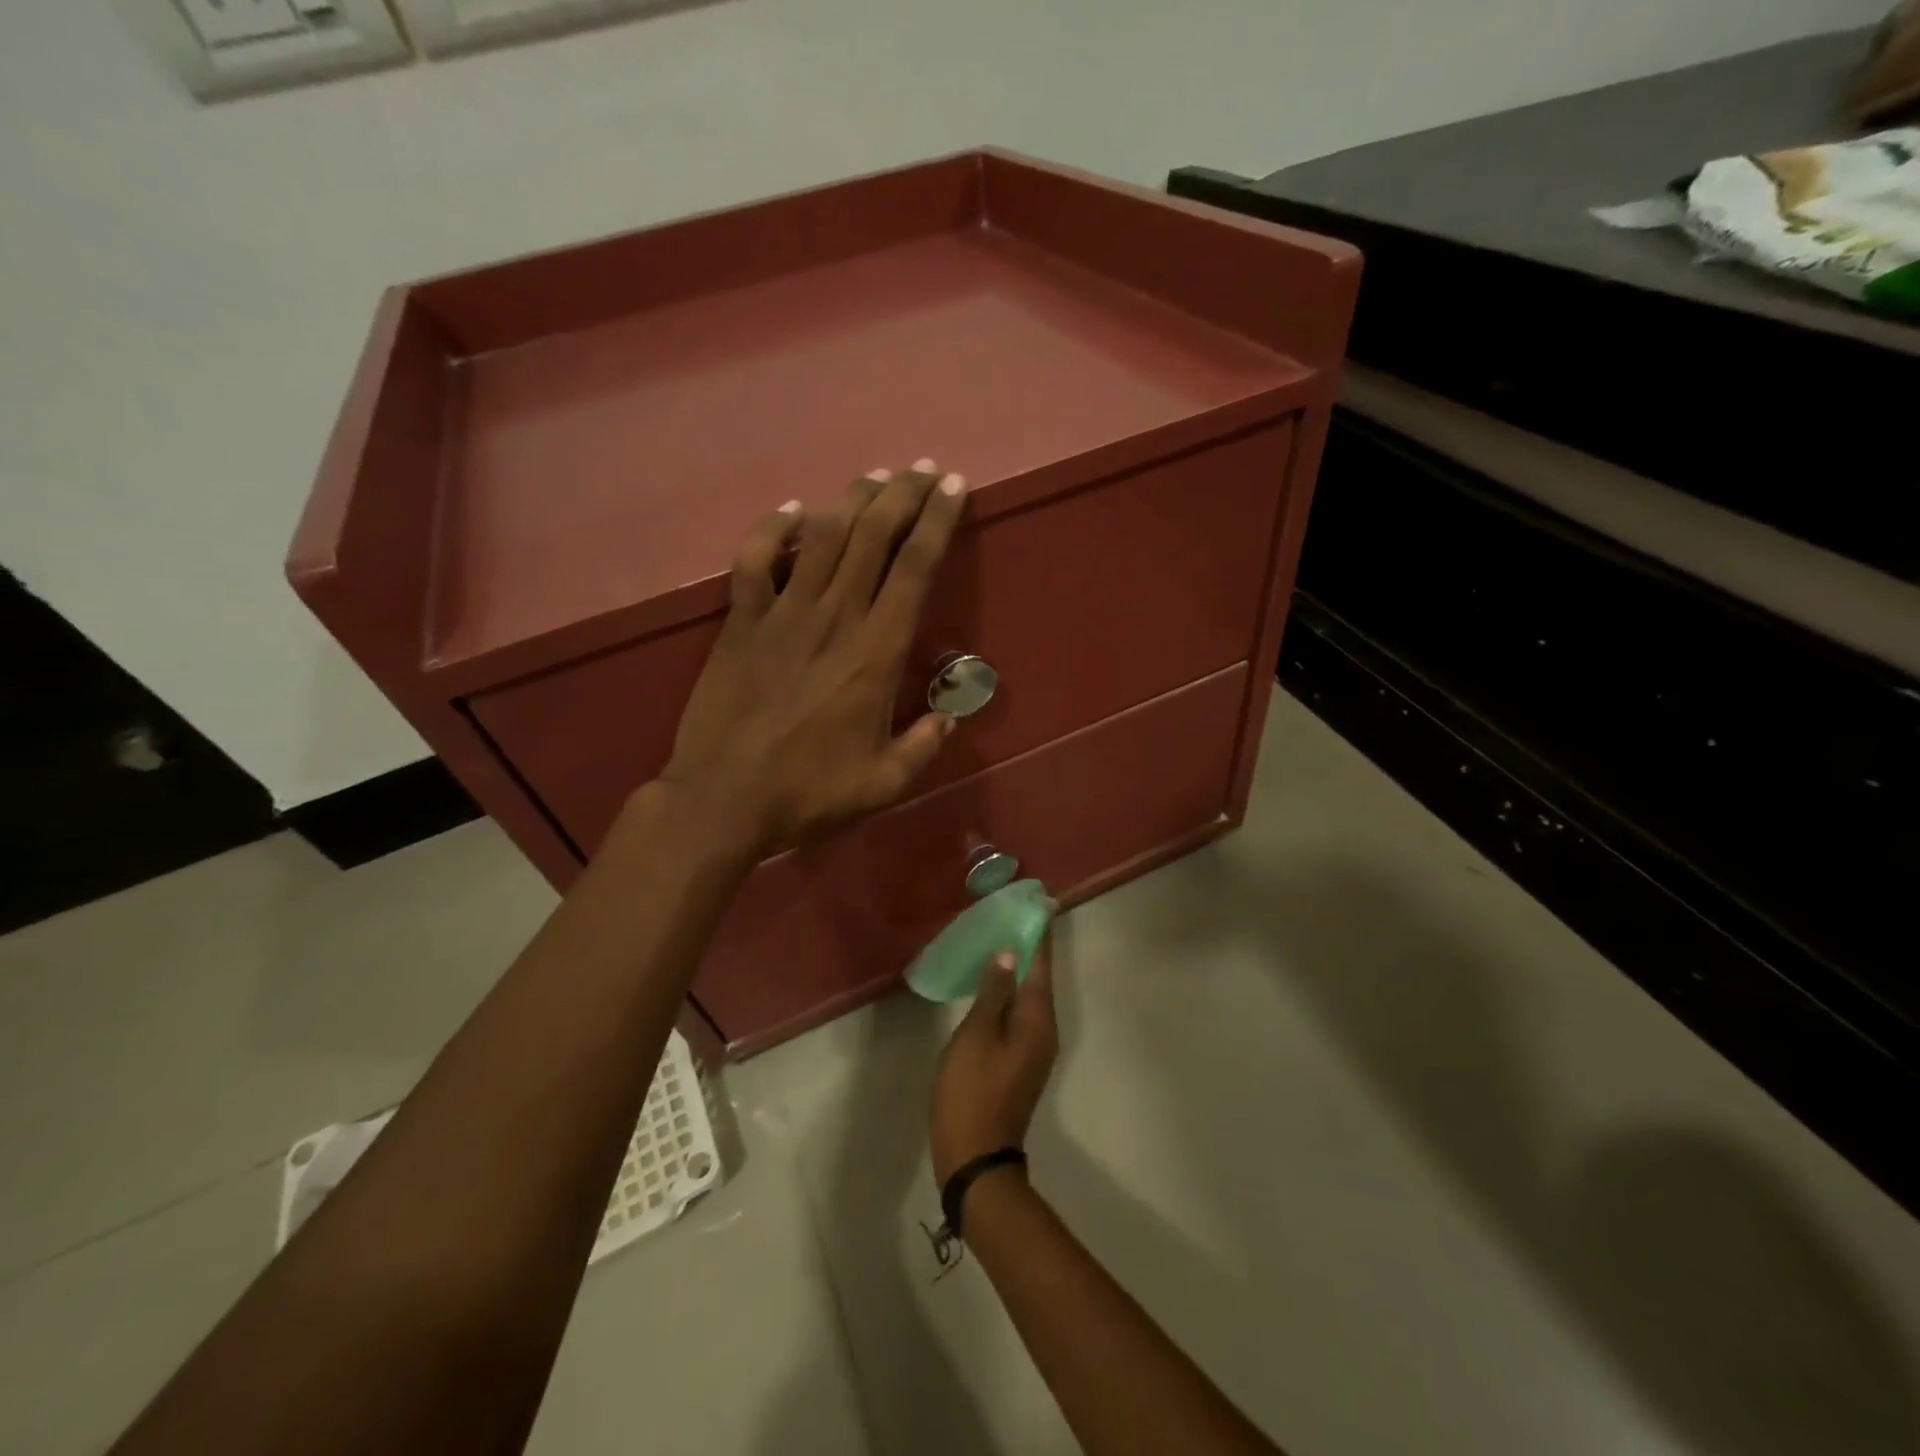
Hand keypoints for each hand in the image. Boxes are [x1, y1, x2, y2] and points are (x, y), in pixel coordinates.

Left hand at [658, 460, 967, 854]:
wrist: (724, 800)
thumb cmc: (810, 793)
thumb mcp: (885, 783)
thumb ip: (924, 746)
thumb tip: (948, 717)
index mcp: (876, 653)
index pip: (915, 569)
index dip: (937, 522)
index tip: (953, 487)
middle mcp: (834, 618)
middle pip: (872, 536)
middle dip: (903, 495)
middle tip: (922, 469)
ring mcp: (782, 615)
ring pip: (821, 536)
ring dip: (851, 500)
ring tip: (875, 479)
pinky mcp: (740, 622)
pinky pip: (754, 561)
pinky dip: (771, 529)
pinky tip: (791, 510)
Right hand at [930, 938, 1058, 1186]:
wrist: (975, 1157)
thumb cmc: (972, 1089)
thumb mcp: (977, 1034)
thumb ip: (993, 992)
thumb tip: (1009, 953)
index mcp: (1038, 1019)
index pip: (1042, 964)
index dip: (1040, 934)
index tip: (1041, 903)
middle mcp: (1045, 1030)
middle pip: (1039, 978)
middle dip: (1029, 947)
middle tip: (1012, 914)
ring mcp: (1034, 1048)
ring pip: (1029, 997)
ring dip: (1017, 969)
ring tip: (999, 939)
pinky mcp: (1020, 1061)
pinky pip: (1019, 1014)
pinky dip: (1008, 992)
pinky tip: (990, 984)